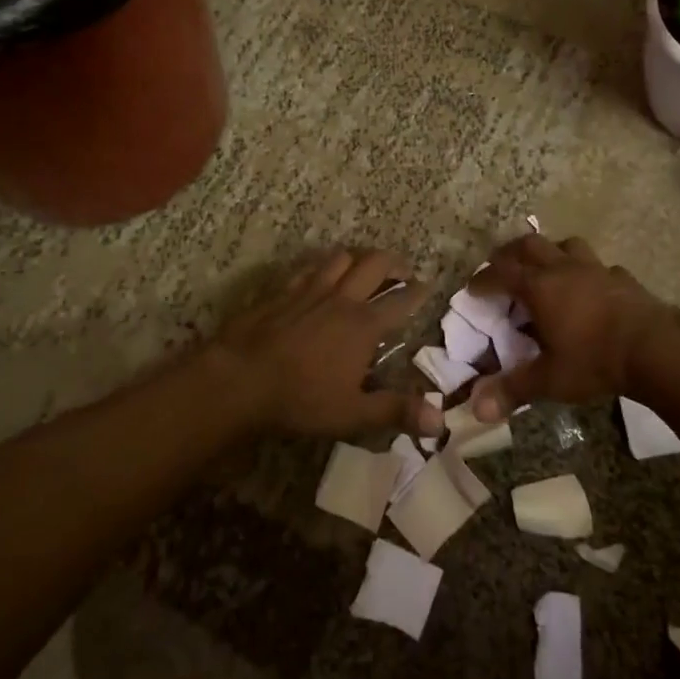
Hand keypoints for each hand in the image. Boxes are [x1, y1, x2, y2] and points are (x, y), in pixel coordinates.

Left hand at [211, 248, 439, 439]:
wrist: (240, 380)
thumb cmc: (301, 399)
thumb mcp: (352, 413)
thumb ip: (395, 411)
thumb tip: (439, 421)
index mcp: (363, 325)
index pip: (401, 301)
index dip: (418, 292)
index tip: (428, 286)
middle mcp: (341, 298)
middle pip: (374, 264)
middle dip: (394, 263)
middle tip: (402, 271)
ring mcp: (309, 290)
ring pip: (341, 257)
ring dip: (358, 258)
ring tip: (364, 268)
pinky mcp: (282, 291)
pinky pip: (308, 268)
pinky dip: (322, 266)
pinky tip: (320, 275)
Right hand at [467, 234, 674, 422]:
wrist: (657, 348)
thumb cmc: (595, 360)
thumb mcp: (549, 380)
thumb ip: (512, 390)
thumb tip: (477, 409)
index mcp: (539, 287)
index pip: (500, 273)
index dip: (482, 280)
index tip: (472, 290)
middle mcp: (563, 269)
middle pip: (529, 245)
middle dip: (510, 254)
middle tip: (501, 269)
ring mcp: (596, 269)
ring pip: (565, 245)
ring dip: (550, 252)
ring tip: (545, 270)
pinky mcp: (622, 278)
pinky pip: (598, 265)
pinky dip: (586, 272)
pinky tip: (590, 289)